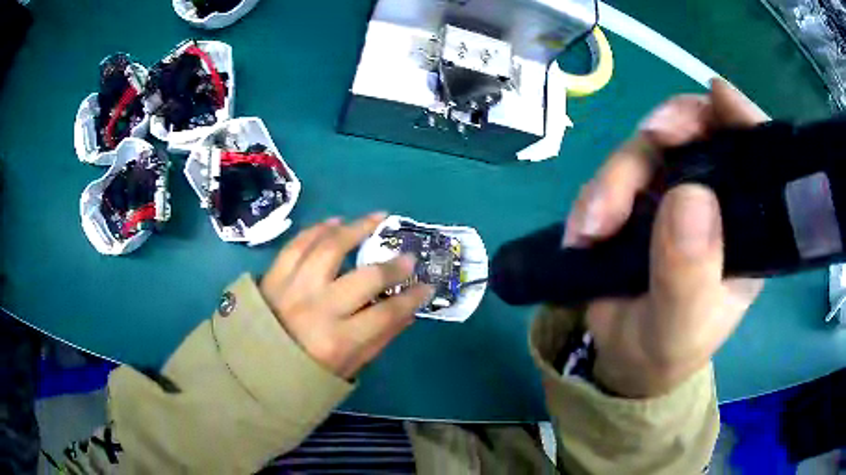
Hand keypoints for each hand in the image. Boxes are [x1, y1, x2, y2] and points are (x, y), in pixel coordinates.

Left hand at [259, 213, 433, 379]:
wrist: (251, 368)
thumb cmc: (303, 374)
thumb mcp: (347, 367)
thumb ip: (378, 338)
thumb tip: (407, 310)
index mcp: (338, 341)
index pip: (387, 313)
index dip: (412, 298)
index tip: (426, 286)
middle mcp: (317, 309)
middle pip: (364, 278)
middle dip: (393, 266)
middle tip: (406, 257)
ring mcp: (292, 288)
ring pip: (328, 248)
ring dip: (356, 229)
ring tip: (375, 219)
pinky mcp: (273, 275)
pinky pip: (297, 244)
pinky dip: (317, 230)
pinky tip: (335, 223)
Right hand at [562, 79, 768, 397]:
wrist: (624, 357)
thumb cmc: (665, 348)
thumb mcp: (679, 327)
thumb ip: (689, 276)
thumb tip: (690, 196)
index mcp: (746, 227)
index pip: (758, 156)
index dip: (741, 118)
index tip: (717, 98)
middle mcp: (717, 198)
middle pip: (698, 132)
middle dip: (668, 130)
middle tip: (647, 140)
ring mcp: (677, 191)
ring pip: (649, 147)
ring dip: (616, 177)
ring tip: (592, 227)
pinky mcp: (641, 195)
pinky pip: (617, 171)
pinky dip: (596, 192)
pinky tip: (583, 229)